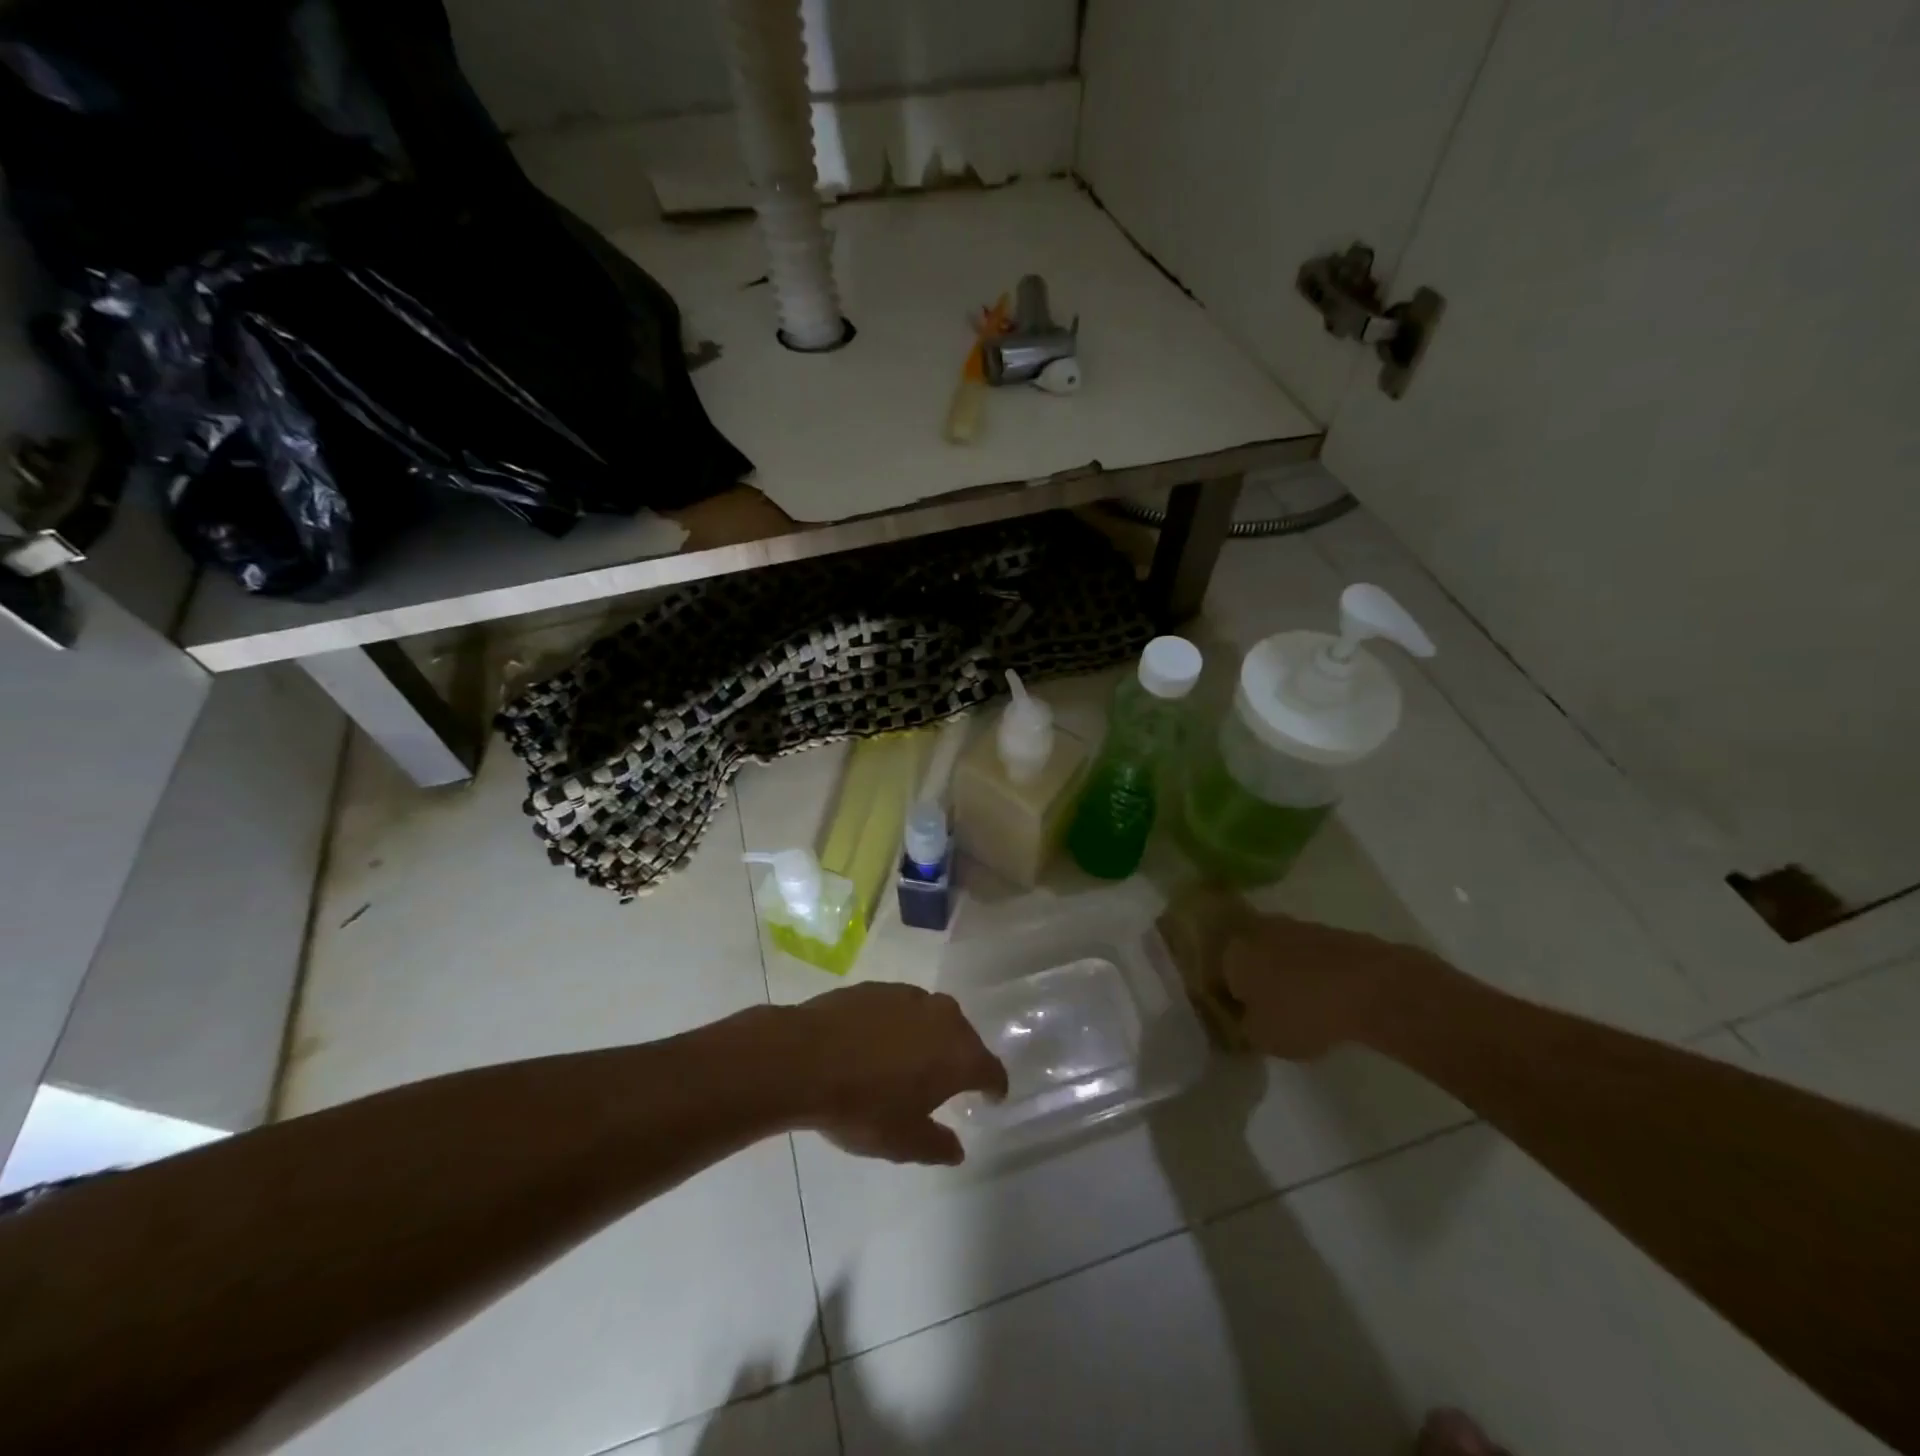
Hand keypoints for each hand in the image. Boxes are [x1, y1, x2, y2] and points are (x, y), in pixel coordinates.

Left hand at [782, 983, 1007, 1165]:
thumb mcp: (902, 1142)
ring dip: (928, 1037)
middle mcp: (942, 1017)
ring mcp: (909, 996)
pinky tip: (876, 1044)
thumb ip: (937, 1145)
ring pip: (932, 1017)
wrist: (804, 1058)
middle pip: (964, 1038)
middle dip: (960, 1058)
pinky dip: (897, 1025)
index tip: (991, 1097)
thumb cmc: (862, 1106)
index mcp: (959, 1054)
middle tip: (947, 1082)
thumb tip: (957, 1148)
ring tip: (909, 1061)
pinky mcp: (877, 987)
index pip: (991, 1070)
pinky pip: (900, 1008)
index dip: (993, 1087)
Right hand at [1222, 913, 1425, 1060]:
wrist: (1372, 987)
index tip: (1236, 1022)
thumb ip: (1243, 1029)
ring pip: (1276, 954)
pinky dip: (1309, 974)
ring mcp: (1293, 927)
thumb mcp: (1262, 1038)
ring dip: (1281, 975)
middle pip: (1244, 959)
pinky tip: (1324, 998)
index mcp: (1230, 952)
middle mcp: (1255, 931)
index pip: (1213, 976)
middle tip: (1264, 1012)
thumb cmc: (1302, 1013)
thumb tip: (1243, 1021)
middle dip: (1251, 983)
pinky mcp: (1327, 932)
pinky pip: (1307, 956)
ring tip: (1297, 1007)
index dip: (1223, 1001)